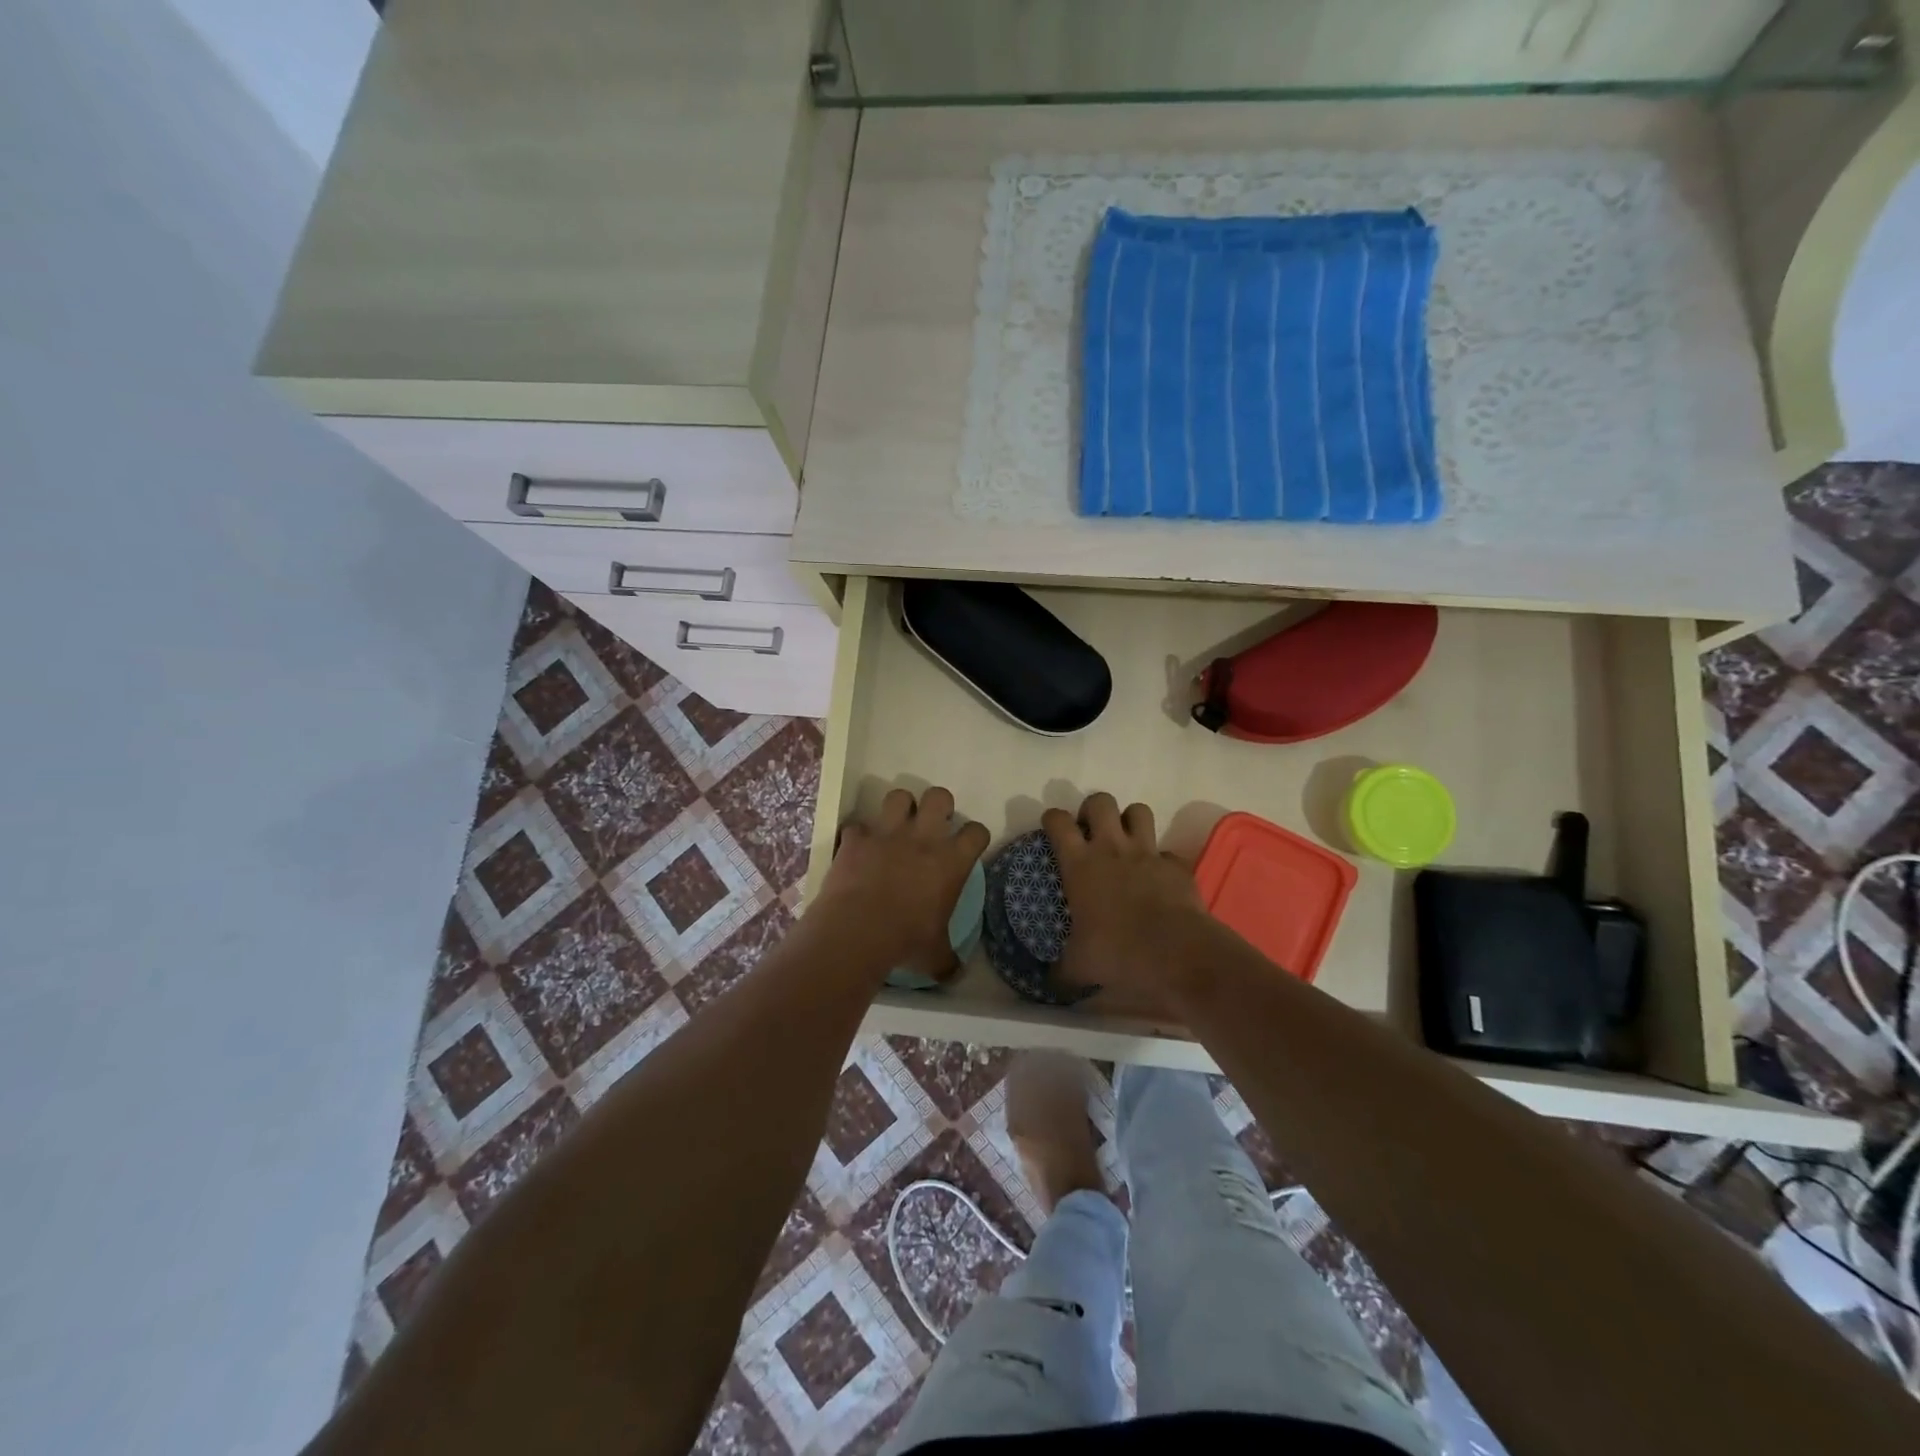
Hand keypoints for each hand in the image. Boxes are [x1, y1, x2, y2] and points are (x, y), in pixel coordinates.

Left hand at [819, 786, 990, 981]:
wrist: (857, 931)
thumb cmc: (906, 941)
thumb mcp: (935, 955)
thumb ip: (948, 959)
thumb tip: (956, 973)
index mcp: (951, 861)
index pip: (976, 832)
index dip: (975, 836)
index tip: (969, 846)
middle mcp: (923, 838)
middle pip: (939, 797)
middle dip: (938, 805)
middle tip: (931, 826)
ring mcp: (887, 834)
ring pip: (898, 797)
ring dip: (899, 808)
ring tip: (896, 825)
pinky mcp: (856, 839)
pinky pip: (857, 827)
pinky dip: (858, 836)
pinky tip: (857, 849)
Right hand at [1042, 793, 1211, 999]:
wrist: (1176, 953)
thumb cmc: (1118, 952)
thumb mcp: (1080, 966)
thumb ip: (1062, 970)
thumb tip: (1048, 983)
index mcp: (1080, 864)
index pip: (1058, 822)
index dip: (1052, 819)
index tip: (1052, 828)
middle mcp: (1112, 848)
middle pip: (1100, 802)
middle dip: (1093, 809)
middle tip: (1091, 830)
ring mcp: (1148, 853)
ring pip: (1138, 811)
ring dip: (1129, 820)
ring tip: (1125, 839)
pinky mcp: (1177, 865)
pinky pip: (1167, 851)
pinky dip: (1161, 859)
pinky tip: (1158, 877)